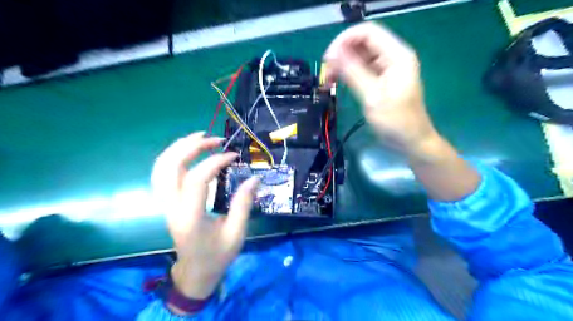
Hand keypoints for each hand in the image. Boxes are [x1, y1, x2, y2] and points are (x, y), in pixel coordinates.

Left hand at [153, 131, 259, 300]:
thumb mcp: (236, 233)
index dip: (214, 162)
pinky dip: (173, 156)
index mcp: (190, 217)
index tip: (234, 156)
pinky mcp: (166, 201)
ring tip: (200, 137)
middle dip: (192, 147)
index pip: (195, 179)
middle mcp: (171, 207)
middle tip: (215, 139)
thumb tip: (255, 178)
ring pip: (161, 167)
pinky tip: (189, 150)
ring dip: (179, 147)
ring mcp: (165, 204)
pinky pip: (162, 173)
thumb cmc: (217, 255)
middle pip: (170, 167)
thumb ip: (243, 204)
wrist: (195, 271)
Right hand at [324, 22, 439, 158]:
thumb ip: (353, 72)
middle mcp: (392, 57)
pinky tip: (338, 83)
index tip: (328, 59)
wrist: (410, 142)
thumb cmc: (395, 121)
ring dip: (342, 65)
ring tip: (328, 81)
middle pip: (362, 43)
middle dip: (341, 55)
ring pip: (360, 56)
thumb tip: (333, 53)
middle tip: (326, 74)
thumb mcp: (372, 96)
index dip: (344, 40)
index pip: (367, 32)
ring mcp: (387, 68)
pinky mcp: (381, 80)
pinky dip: (348, 74)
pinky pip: (362, 69)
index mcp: (397, 55)